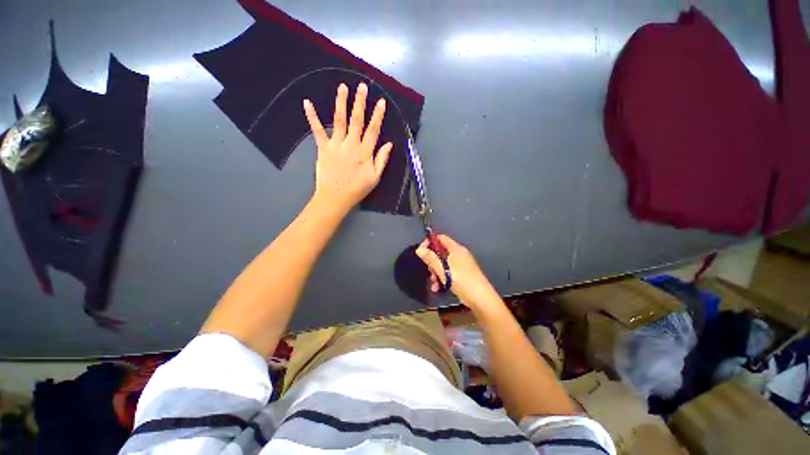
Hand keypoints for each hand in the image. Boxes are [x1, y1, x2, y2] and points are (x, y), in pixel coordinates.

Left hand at [304, 83, 391, 214]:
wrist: (335, 198)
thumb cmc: (357, 189)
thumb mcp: (375, 177)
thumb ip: (382, 160)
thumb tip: (389, 144)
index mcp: (365, 152)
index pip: (373, 130)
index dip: (378, 115)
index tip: (381, 101)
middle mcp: (351, 145)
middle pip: (357, 120)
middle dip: (360, 102)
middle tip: (362, 86)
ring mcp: (336, 145)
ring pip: (339, 121)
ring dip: (341, 103)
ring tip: (343, 87)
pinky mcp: (323, 148)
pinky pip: (317, 130)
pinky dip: (312, 117)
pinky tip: (307, 103)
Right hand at [416, 234, 501, 310]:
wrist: (481, 299)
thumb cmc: (462, 281)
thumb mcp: (443, 270)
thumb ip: (431, 259)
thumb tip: (419, 249)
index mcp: (456, 249)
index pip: (441, 238)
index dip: (430, 242)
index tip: (421, 251)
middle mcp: (459, 254)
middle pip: (441, 252)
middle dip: (432, 262)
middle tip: (429, 272)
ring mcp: (461, 265)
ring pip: (443, 264)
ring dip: (436, 272)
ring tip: (434, 283)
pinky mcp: (463, 274)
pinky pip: (449, 271)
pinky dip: (442, 277)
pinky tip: (438, 288)